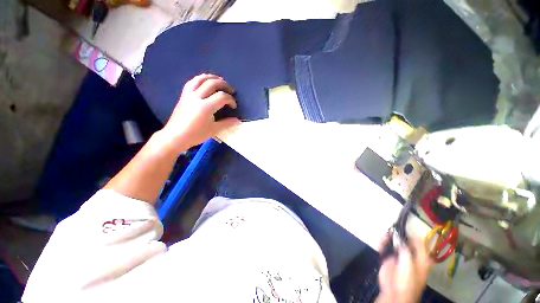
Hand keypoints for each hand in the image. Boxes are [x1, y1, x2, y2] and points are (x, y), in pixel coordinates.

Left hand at [160, 74, 240, 150]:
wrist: (176, 136)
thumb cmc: (196, 134)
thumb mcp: (214, 130)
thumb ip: (227, 123)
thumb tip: (238, 121)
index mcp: (206, 107)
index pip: (222, 97)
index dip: (231, 100)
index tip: (234, 106)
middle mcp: (197, 97)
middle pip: (212, 83)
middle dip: (224, 85)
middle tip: (231, 90)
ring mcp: (188, 94)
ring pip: (201, 79)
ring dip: (212, 77)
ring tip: (220, 80)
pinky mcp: (183, 95)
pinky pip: (192, 82)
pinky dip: (201, 79)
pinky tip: (205, 82)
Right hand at [376, 236, 433, 302]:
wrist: (393, 293)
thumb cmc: (406, 282)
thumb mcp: (409, 266)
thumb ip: (405, 251)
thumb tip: (400, 238)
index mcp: (421, 259)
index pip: (420, 243)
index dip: (414, 235)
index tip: (404, 228)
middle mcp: (410, 256)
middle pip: (405, 241)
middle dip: (398, 235)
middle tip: (391, 230)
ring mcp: (399, 257)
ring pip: (394, 243)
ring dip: (388, 238)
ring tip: (383, 236)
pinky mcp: (388, 258)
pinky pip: (385, 247)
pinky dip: (382, 243)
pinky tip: (379, 241)